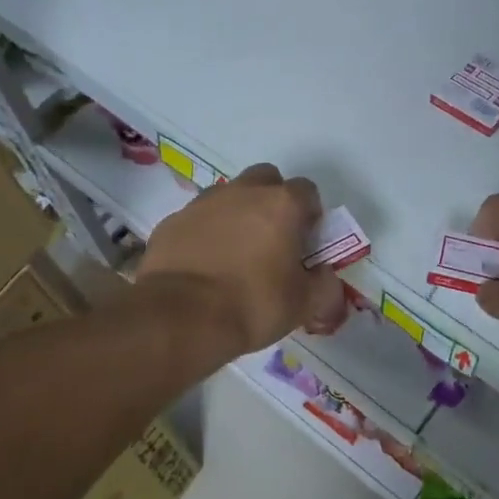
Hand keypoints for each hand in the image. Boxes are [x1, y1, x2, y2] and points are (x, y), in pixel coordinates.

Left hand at [138, 163, 341, 355]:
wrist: (179, 318)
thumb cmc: (252, 304)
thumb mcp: (304, 304)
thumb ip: (325, 286)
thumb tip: (326, 279)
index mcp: (282, 204)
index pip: (307, 191)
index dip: (310, 214)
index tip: (306, 242)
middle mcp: (243, 192)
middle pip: (266, 180)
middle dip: (273, 201)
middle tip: (273, 239)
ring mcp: (203, 203)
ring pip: (229, 196)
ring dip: (237, 215)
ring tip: (235, 255)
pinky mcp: (172, 222)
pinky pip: (198, 220)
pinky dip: (205, 234)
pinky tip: (204, 266)